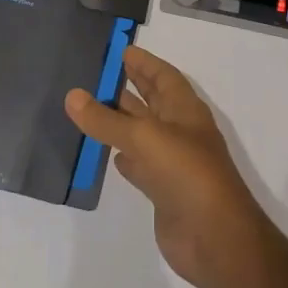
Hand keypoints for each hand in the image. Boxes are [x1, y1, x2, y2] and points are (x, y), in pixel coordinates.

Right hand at [65, 46, 267, 287]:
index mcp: (185, 110)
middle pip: (152, 101)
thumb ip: (106, 120)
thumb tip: (73, 95)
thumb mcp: (144, 138)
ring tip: (90, 108)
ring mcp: (172, 162)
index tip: (119, 50)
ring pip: (142, 133)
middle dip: (130, 86)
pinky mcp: (162, 191)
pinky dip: (123, 157)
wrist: (215, 237)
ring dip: (121, 121)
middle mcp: (180, 131)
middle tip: (97, 73)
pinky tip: (105, 153)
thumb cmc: (186, 174)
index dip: (144, 62)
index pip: (163, 76)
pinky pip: (139, 165)